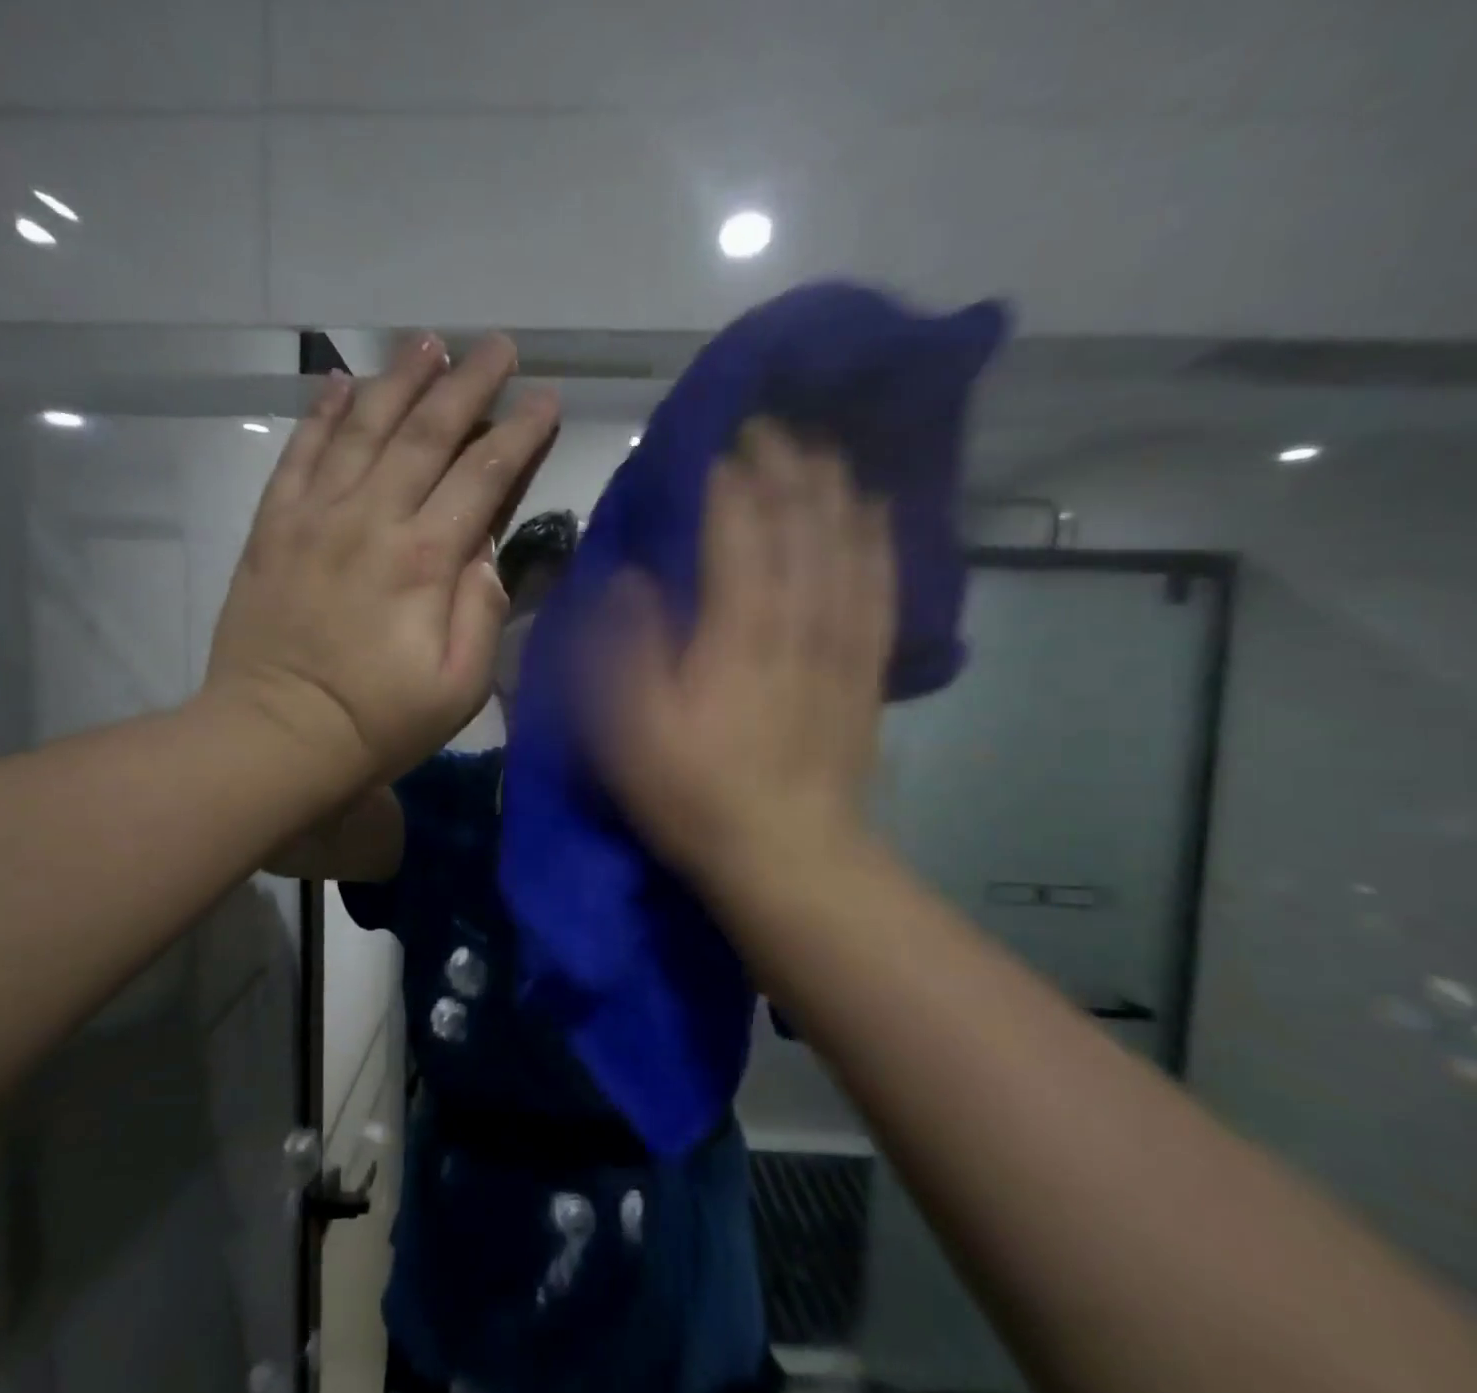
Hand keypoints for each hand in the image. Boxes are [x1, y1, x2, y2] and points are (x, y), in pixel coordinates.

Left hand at [205, 333, 559, 788]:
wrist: (275, 735)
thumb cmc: (377, 722)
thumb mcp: (458, 689)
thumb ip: (481, 614)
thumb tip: (487, 553)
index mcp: (424, 561)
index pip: (482, 477)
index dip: (519, 434)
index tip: (545, 399)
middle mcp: (371, 520)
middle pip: (426, 434)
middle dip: (468, 385)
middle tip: (497, 347)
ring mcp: (315, 517)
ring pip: (364, 429)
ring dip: (400, 380)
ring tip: (428, 343)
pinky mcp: (273, 527)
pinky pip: (299, 454)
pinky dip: (321, 414)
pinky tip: (341, 383)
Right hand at [590, 421, 892, 892]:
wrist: (788, 856)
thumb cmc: (694, 793)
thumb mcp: (628, 729)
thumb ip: (624, 647)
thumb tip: (629, 581)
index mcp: (734, 629)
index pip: (738, 527)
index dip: (729, 475)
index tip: (720, 435)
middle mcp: (795, 619)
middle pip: (800, 521)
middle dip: (787, 464)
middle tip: (774, 423)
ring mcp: (839, 644)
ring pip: (847, 543)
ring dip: (836, 487)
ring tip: (827, 445)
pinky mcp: (865, 670)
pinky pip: (880, 587)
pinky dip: (880, 540)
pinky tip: (880, 512)